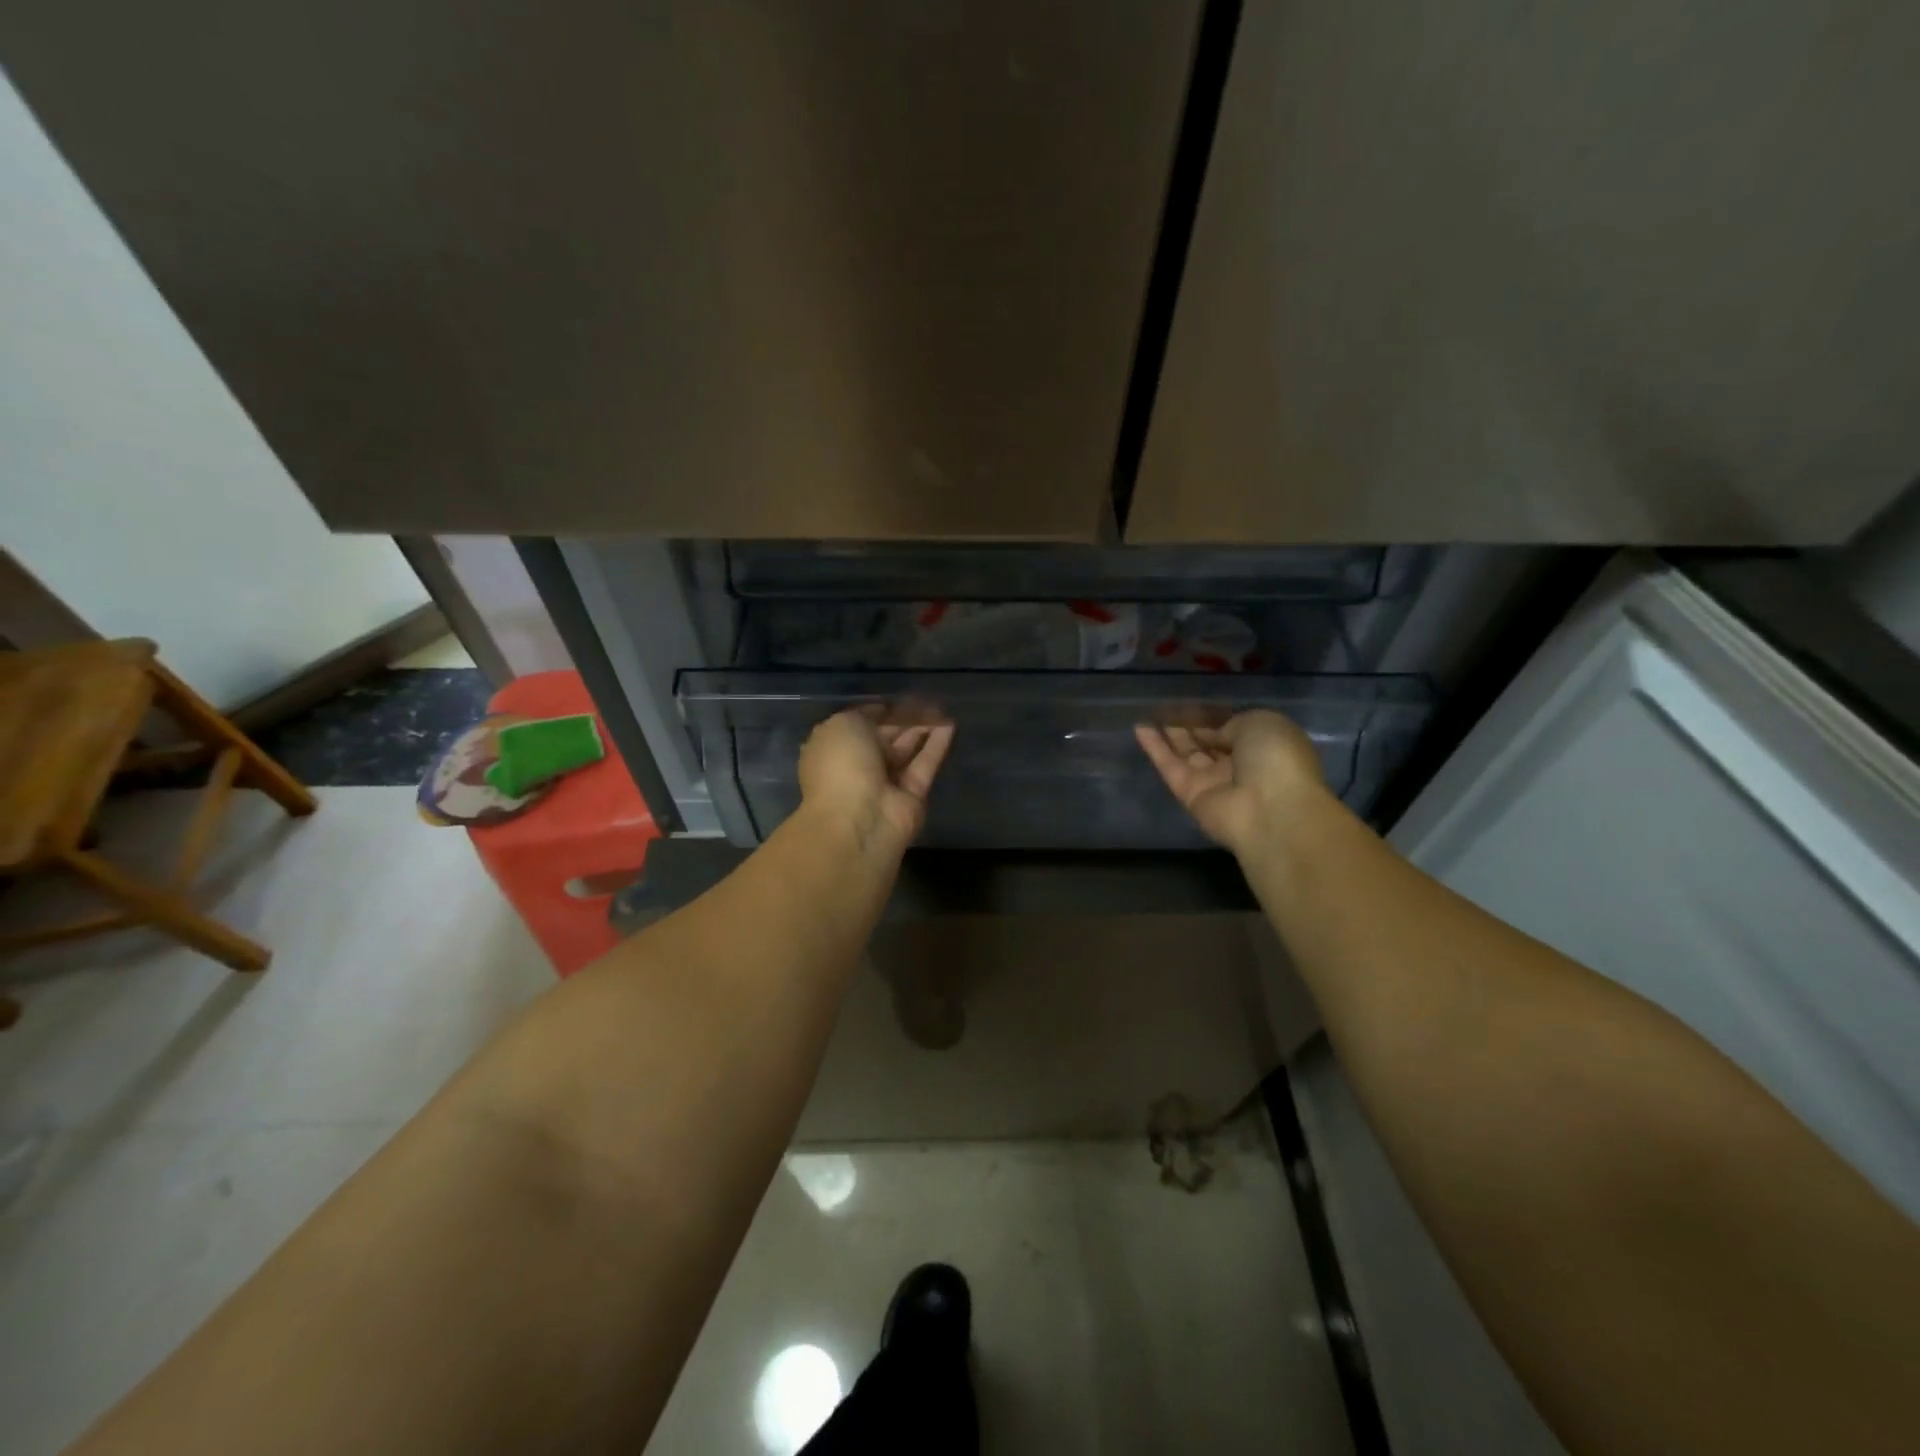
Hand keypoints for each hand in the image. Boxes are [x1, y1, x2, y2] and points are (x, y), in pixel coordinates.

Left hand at [799, 708, 954, 852]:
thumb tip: (884, 712)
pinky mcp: (912, 796)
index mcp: (833, 749)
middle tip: (927, 699)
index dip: (880, 710)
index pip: (859, 724)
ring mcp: (886, 783)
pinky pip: (925, 765)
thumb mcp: (843, 724)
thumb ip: (865, 715)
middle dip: (904, 719)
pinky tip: (951, 725)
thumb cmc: (841, 765)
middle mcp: (858, 766)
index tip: (900, 696)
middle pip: (885, 737)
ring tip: (942, 708)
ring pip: (907, 750)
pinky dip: (937, 745)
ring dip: (923, 729)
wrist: (859, 820)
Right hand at [1135, 710, 1326, 856]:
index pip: (1233, 729)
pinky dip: (1156, 749)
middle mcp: (1239, 766)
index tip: (1192, 702)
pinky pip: (1171, 767)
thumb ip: (1231, 724)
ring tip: (1150, 712)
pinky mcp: (1190, 796)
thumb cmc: (1275, 758)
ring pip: (1187, 754)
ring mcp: (1213, 783)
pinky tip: (1140, 728)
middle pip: (1208, 742)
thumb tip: (1213, 734)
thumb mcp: (1260, 722)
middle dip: (1190, 725)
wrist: (1270, 809)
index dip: (1212, 716)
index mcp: (1264, 747)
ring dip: (1170, 734)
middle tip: (1166, 706)